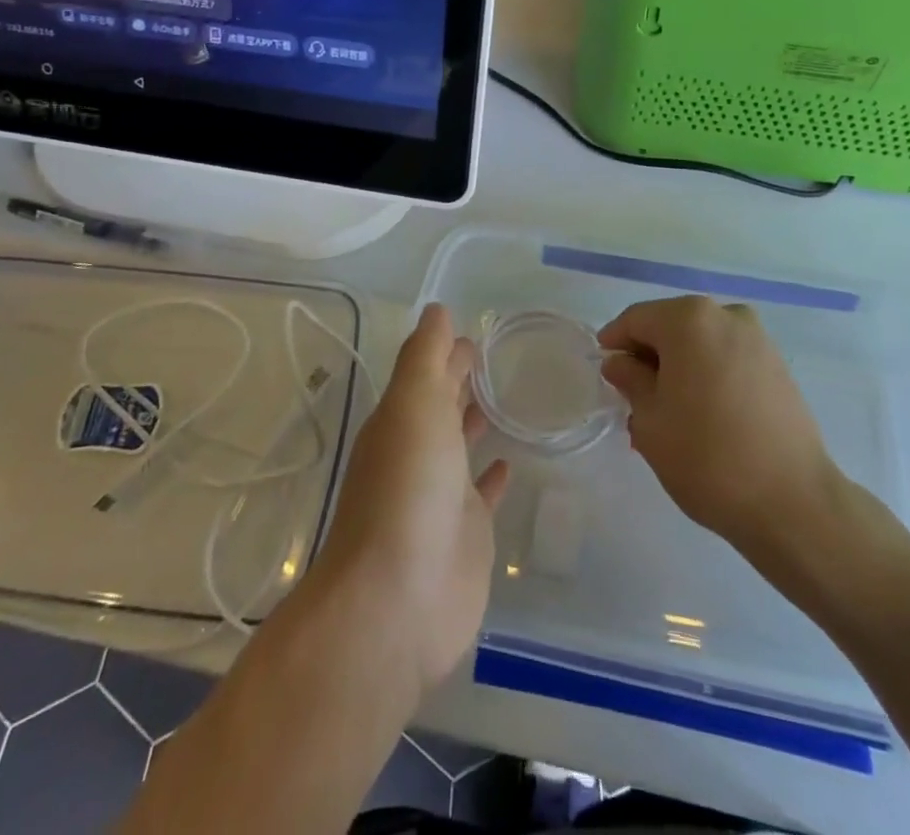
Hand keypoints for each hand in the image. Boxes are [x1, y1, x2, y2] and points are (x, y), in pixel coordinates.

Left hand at [309, 304, 508, 697]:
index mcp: (400, 419)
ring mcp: (440, 495)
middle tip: (495, 356)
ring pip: (460, 444)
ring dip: (475, 420)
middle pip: (441, 404)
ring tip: (508, 396)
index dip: (446, 351)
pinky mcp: (466, 533)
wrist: (399, 600)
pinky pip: (483, 492)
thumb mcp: (414, 403)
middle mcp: (416, 452)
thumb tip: (437, 310)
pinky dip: (493, 473)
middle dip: (460, 379)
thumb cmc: (408, 487)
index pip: (426, 373)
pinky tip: (511, 460)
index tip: (475, 332)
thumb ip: (426, 355)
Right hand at [599, 296, 843, 553]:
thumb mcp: (650, 420)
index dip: (615, 341)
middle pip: (671, 325)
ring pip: (701, 342)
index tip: (604, 369)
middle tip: (633, 395)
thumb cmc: (706, 457)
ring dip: (679, 366)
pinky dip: (708, 374)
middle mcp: (726, 316)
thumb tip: (621, 363)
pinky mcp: (779, 366)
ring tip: (668, 410)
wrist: (792, 503)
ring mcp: (758, 339)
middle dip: (649, 355)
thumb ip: (630, 380)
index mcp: (689, 319)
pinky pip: (728, 358)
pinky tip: (702, 413)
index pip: (637, 319)